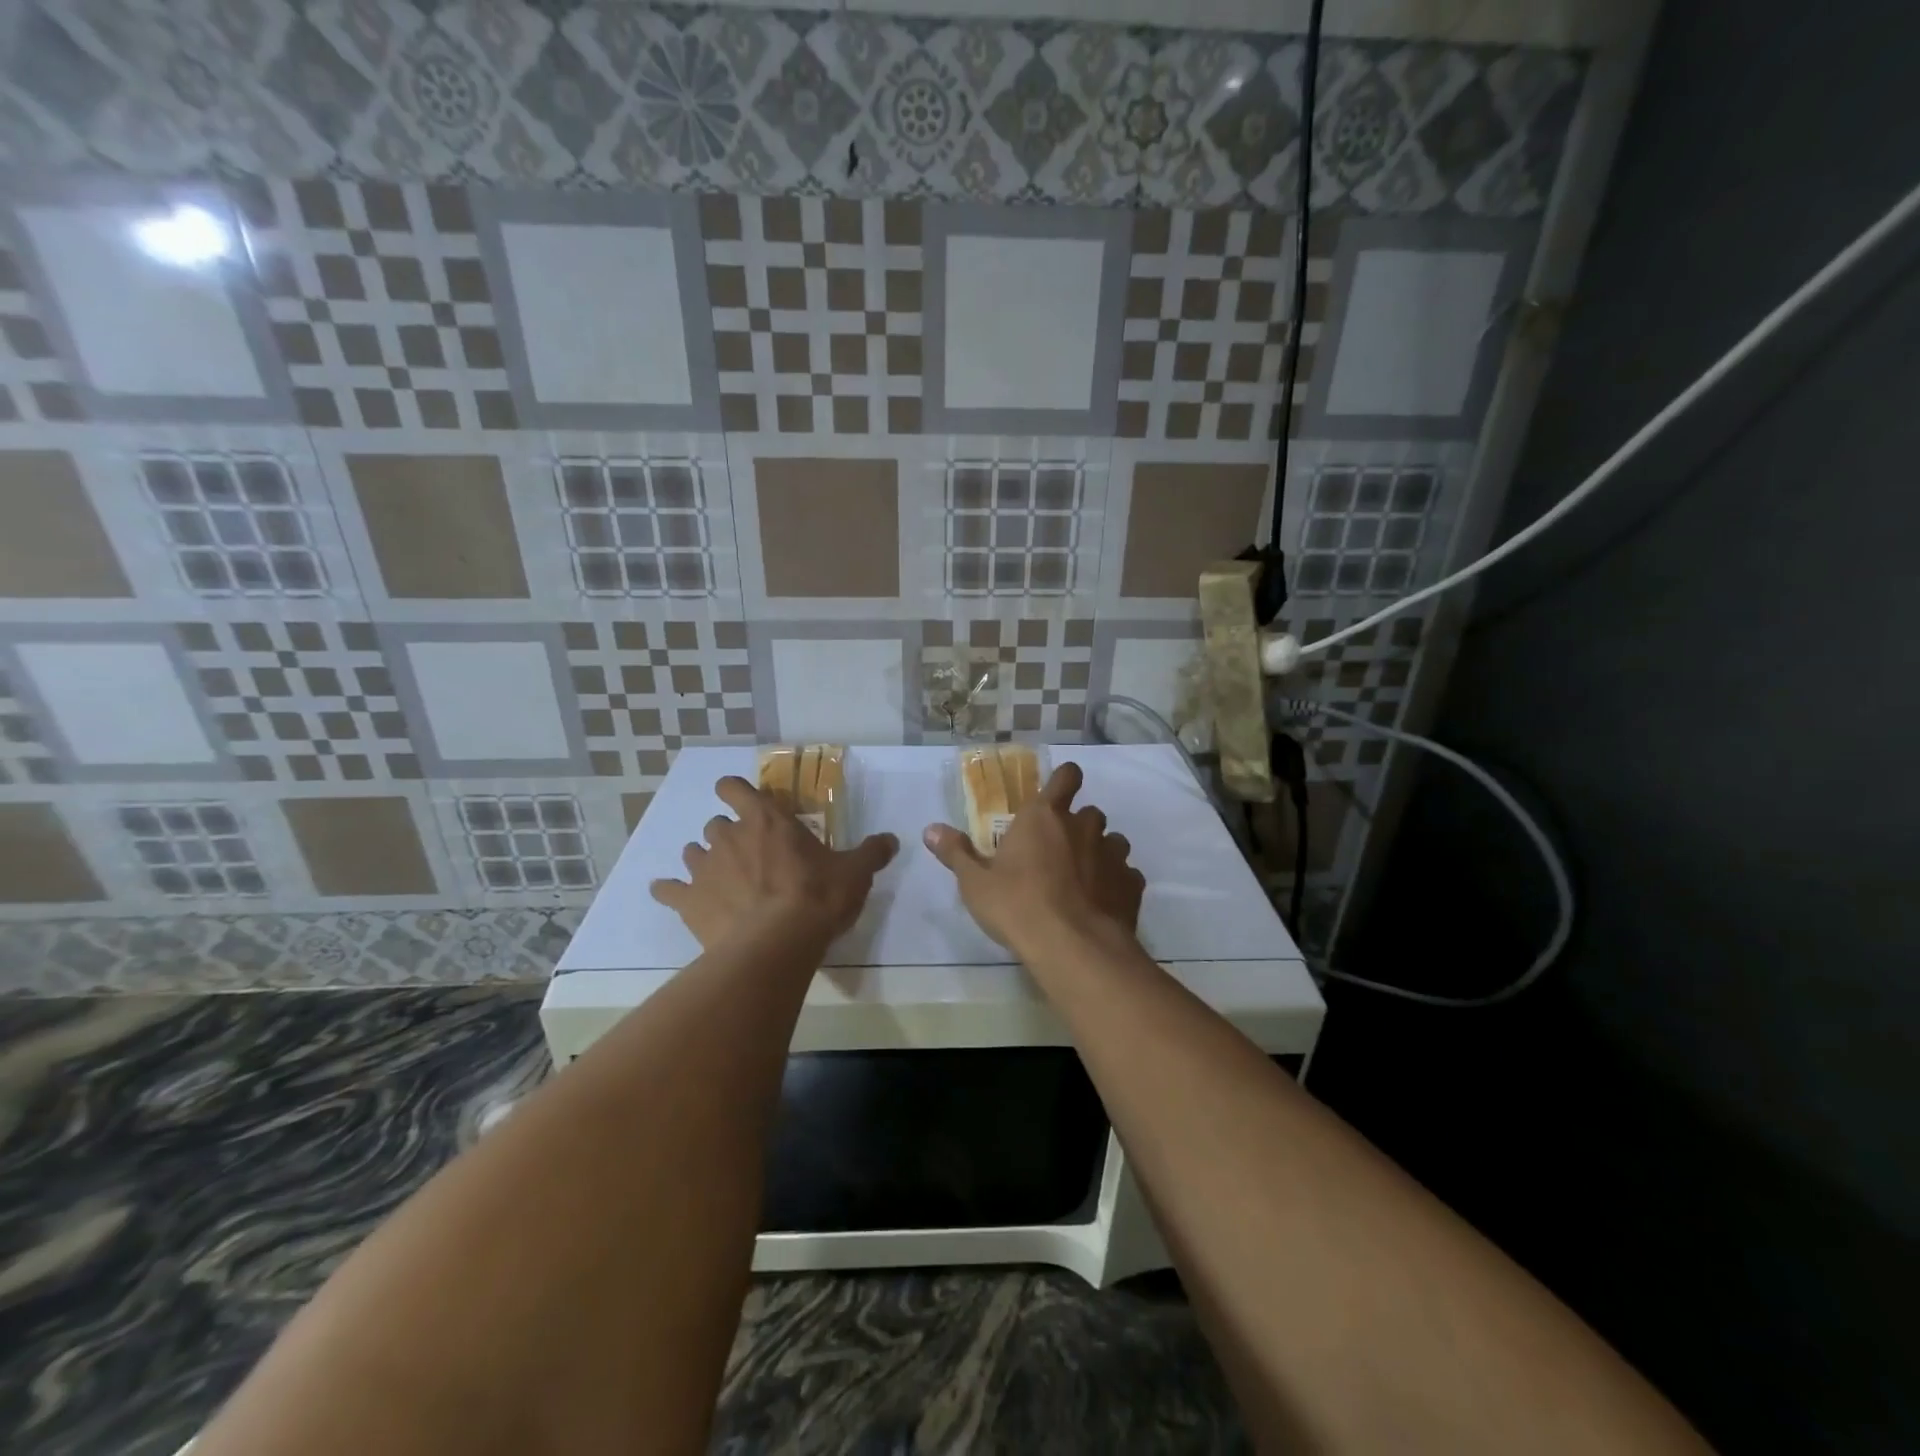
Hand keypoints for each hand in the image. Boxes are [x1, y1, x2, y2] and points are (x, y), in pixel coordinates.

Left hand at [650, 776, 897, 950]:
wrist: (777, 945)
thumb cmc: (817, 898)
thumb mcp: (855, 873)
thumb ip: (872, 852)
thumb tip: (892, 839)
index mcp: (767, 820)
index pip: (736, 788)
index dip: (734, 790)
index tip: (741, 799)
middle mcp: (729, 836)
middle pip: (715, 824)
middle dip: (727, 834)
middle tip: (748, 855)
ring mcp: (704, 868)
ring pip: (692, 852)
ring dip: (703, 860)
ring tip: (719, 878)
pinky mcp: (688, 901)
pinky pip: (667, 890)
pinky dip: (669, 891)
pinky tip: (671, 895)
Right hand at [923, 762, 1144, 953]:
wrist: (1072, 947)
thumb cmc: (1017, 906)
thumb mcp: (975, 883)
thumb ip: (956, 853)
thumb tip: (930, 829)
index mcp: (1044, 817)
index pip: (1066, 777)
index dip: (1065, 780)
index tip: (1058, 792)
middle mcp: (1083, 826)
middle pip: (1089, 812)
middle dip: (1078, 826)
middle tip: (1059, 851)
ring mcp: (1113, 854)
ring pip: (1113, 841)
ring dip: (1101, 853)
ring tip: (1084, 879)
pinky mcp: (1132, 884)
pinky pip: (1127, 875)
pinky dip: (1117, 884)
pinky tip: (1103, 904)